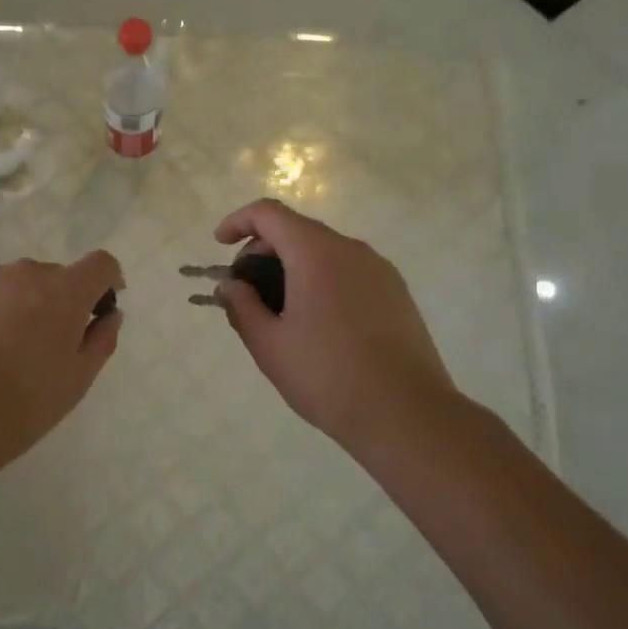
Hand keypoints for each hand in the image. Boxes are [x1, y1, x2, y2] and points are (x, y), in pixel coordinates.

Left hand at [0, 251, 124, 460]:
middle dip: (58, 301)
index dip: (107, 280)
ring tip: (3, 347)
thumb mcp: (77, 381)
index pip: (100, 264)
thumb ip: (102, 339)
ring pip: (15, 282)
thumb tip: (110, 314)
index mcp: (65, 293)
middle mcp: (27, 273)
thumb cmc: (23, 406)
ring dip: (20, 303)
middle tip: (45, 344)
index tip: (101, 305)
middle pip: (54, 276)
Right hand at [213, 200, 460, 450]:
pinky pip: (348, 271)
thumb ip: (242, 306)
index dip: (238, 222)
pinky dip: (322, 280)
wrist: (407, 414)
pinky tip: (317, 323)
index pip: (269, 213)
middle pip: (297, 230)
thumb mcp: (270, 345)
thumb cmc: (328, 376)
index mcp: (316, 253)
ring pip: (324, 251)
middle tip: (246, 292)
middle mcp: (351, 249)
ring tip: (279, 312)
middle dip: (263, 251)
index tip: (220, 246)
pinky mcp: (397, 292)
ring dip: (293, 267)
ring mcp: (379, 270)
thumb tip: (230, 286)